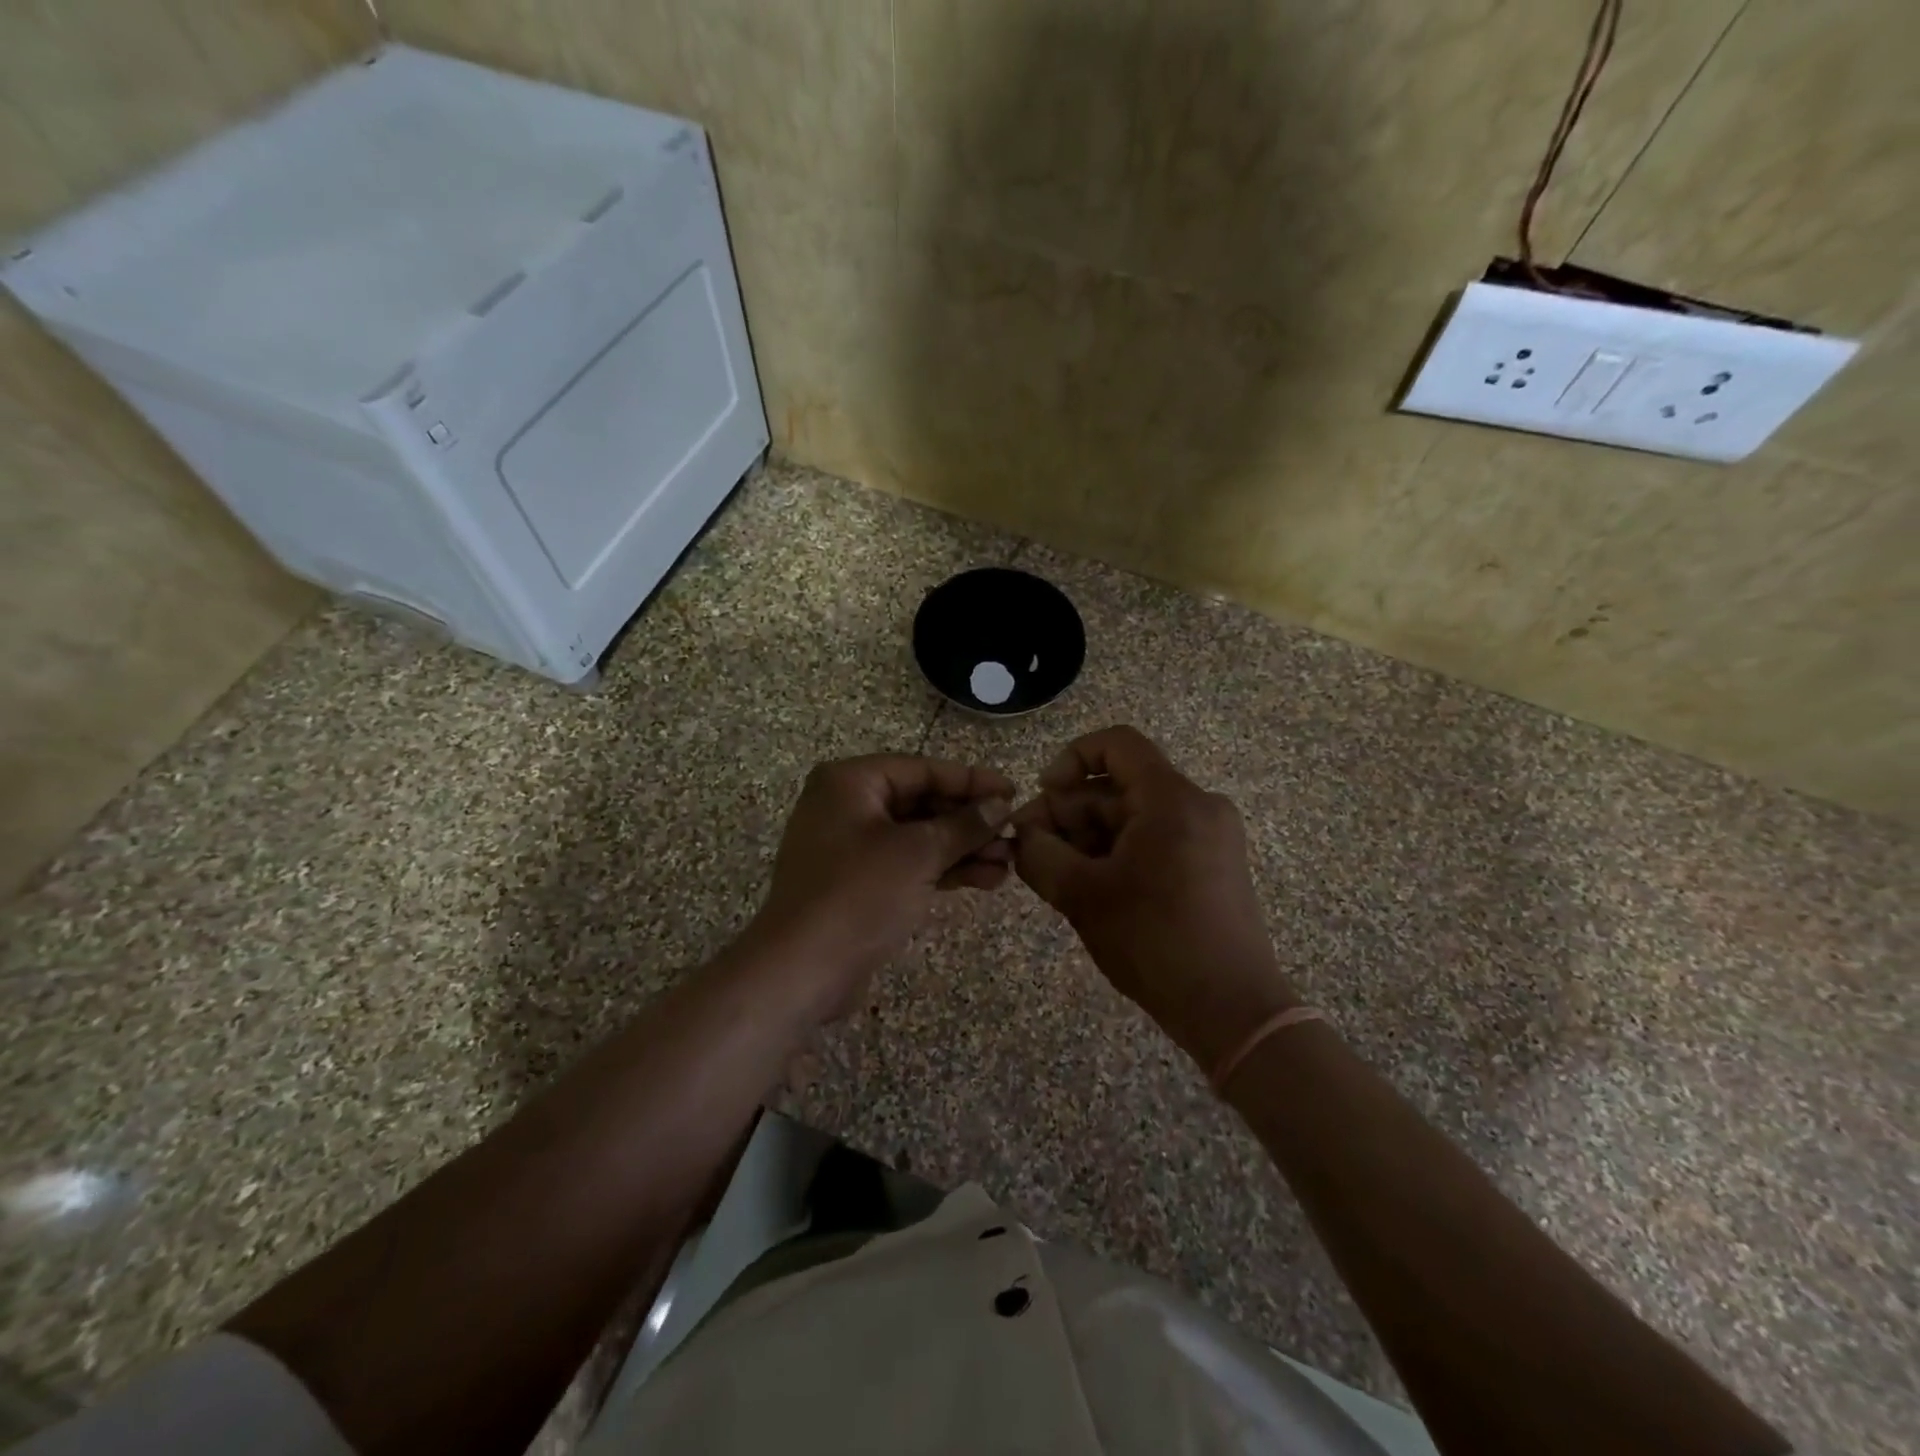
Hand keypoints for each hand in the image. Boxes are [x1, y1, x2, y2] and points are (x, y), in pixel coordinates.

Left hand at [748, 755, 1014, 1019]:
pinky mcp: (860, 883)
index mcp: (850, 782)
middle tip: (1015, 833)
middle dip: (970, 821)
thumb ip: (963, 825)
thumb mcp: (917, 853)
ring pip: (919, 837)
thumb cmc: (858, 895)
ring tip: (1010, 863)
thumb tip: (999, 805)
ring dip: (964, 848)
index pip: (922, 770)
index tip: (1012, 792)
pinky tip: (987, 879)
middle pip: (922, 802)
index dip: (971, 780)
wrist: (801, 971)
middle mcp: (848, 806)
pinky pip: (909, 864)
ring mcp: (852, 847)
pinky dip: (943, 869)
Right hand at [1010, 726, 1299, 1066]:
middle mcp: (1198, 805)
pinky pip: (1155, 839)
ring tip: (1056, 875)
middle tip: (1031, 848)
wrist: (1232, 1009)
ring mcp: (1211, 836)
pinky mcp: (1213, 865)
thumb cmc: (1155, 941)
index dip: (1071, 758)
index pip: (1117, 744)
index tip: (1043, 794)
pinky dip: (1118, 853)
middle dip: (1070, 812)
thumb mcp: (1082, 895)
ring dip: (1089, 837)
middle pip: (1120, 786)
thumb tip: (1021, 835)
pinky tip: (1091, 886)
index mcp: (1172, 798)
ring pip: (1135, 816)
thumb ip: (1039, 854)